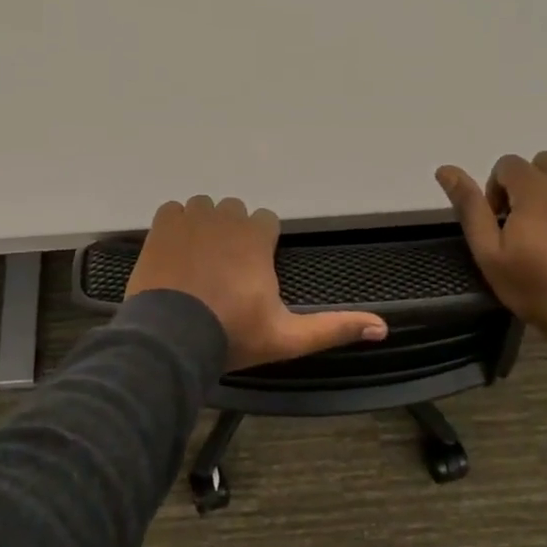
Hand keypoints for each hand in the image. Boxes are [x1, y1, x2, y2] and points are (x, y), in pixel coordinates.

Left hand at [125, 196, 388, 370]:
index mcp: (257, 237)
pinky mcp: (162, 224)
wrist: (172, 339)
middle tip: (222, 272)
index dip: (259, 246)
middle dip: (232, 234)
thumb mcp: (288, 337)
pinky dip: (175, 226)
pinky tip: (174, 254)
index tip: (250, 272)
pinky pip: (173, 210)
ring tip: (197, 262)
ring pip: (204, 208)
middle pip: (235, 212)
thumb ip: (334, 328)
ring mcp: (192, 217)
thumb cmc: (233, 335)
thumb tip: (383, 328)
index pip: (265, 221)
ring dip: (204, 227)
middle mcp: (227, 217)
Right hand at [436, 153, 546, 349]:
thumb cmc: (537, 288)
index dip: (498, 190)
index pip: (508, 164)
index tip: (502, 221)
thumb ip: (470, 208)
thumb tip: (445, 170)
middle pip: (544, 161)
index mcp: (533, 188)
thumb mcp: (490, 254)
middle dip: (531, 184)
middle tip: (530, 221)